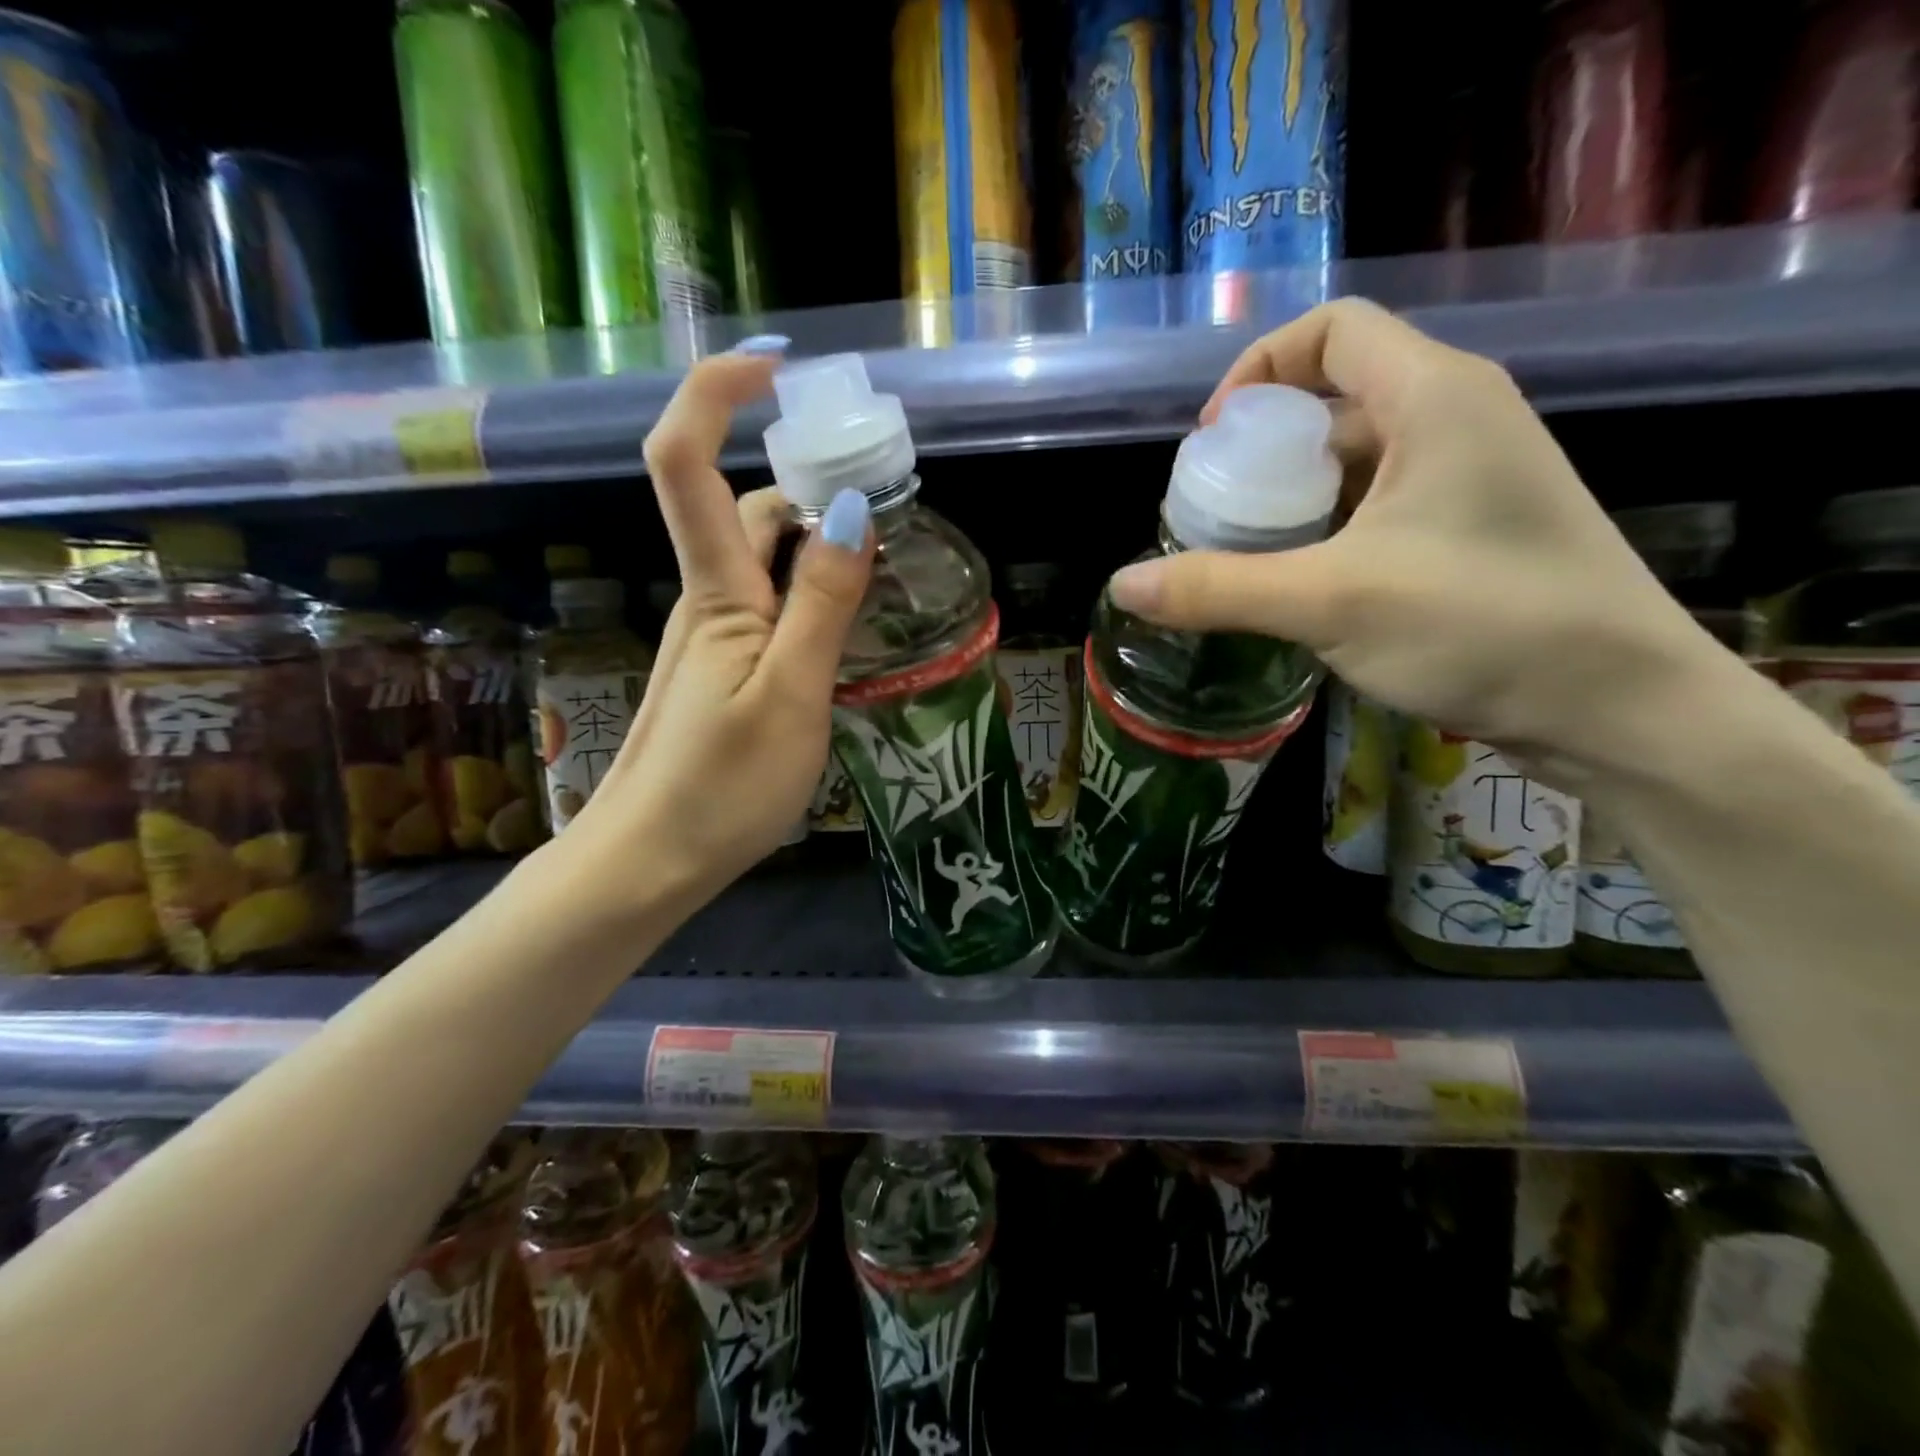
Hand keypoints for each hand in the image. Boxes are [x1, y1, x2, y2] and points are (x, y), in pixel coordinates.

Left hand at [562, 350, 874, 902]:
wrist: (649, 863)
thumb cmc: (721, 787)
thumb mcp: (791, 694)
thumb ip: (822, 603)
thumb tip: (852, 508)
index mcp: (716, 592)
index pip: (686, 460)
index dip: (717, 393)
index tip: (780, 370)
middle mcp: (707, 600)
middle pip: (742, 506)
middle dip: (803, 477)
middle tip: (883, 494)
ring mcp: (712, 638)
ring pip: (760, 561)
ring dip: (814, 541)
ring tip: (885, 566)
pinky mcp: (721, 672)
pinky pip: (767, 607)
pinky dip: (808, 592)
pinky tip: (848, 626)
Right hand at [1108, 299, 1719, 776]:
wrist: (1617, 705)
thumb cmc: (1481, 626)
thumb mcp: (1330, 602)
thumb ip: (1218, 589)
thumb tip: (1122, 586)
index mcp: (1433, 397)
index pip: (1330, 331)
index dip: (1258, 371)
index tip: (1212, 444)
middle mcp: (1456, 418)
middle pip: (1333, 399)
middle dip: (1262, 450)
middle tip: (1211, 514)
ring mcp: (1469, 477)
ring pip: (1354, 461)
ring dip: (1289, 500)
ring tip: (1240, 557)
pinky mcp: (1470, 530)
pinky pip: (1378, 506)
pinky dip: (1325, 531)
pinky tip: (1295, 584)